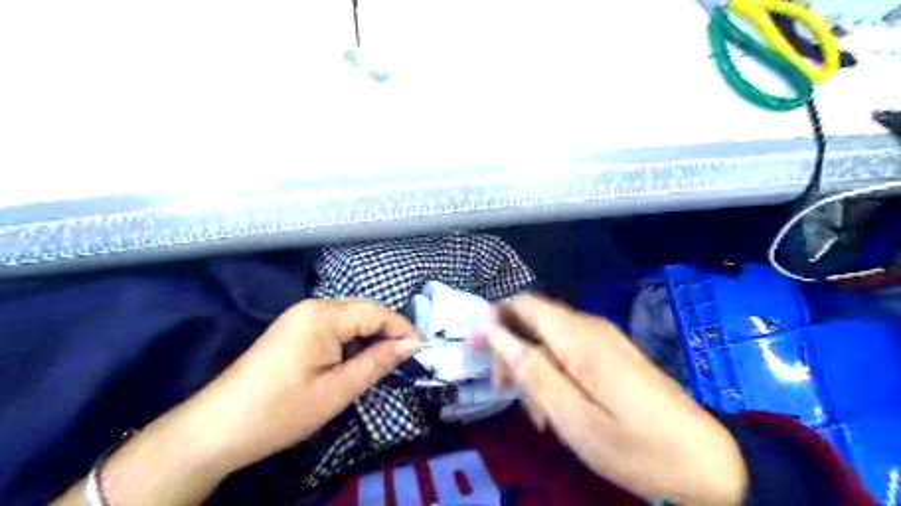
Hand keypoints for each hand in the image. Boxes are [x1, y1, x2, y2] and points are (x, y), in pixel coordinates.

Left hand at [184, 298, 424, 472]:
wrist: (215, 429)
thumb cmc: (281, 411)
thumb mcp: (338, 390)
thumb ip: (378, 362)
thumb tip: (412, 345)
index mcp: (324, 315)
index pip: (377, 312)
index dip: (403, 329)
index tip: (422, 350)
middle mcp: (312, 306)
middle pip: (363, 311)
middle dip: (388, 332)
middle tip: (407, 357)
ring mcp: (299, 316)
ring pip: (349, 318)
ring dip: (369, 336)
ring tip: (386, 360)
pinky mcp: (292, 329)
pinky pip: (333, 326)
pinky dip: (351, 340)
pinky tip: (355, 358)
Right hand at [482, 294, 749, 505]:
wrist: (708, 463)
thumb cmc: (637, 447)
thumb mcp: (574, 417)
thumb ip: (532, 370)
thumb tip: (495, 332)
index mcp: (579, 338)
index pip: (524, 304)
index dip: (493, 319)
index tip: (475, 350)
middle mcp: (590, 328)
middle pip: (533, 320)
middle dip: (510, 350)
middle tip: (504, 391)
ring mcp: (604, 340)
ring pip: (548, 339)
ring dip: (532, 368)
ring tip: (538, 415)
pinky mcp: (611, 355)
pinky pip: (569, 353)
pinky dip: (553, 374)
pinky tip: (559, 408)